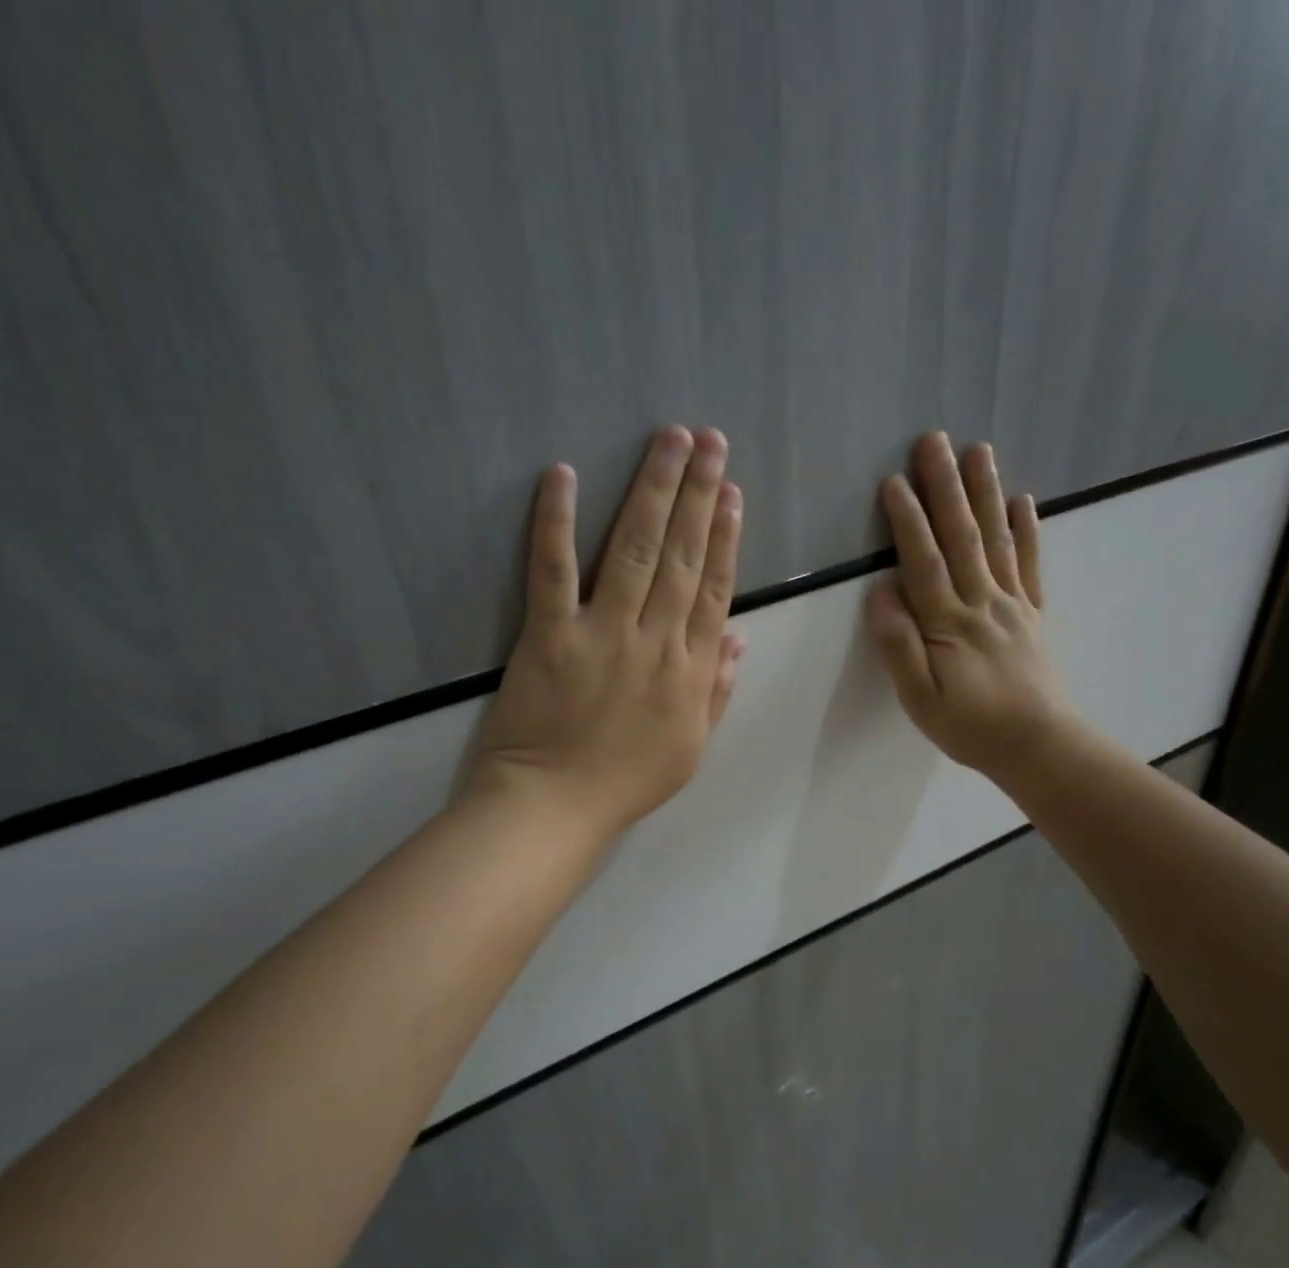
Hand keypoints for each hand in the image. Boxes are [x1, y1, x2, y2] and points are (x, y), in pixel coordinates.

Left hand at [468, 425, 745, 844]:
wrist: (556, 807)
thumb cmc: (626, 782)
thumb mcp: (692, 746)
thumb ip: (717, 688)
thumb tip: (740, 636)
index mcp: (690, 668)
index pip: (714, 588)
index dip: (726, 536)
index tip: (732, 492)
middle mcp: (654, 638)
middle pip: (681, 555)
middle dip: (698, 492)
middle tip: (710, 439)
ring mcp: (601, 632)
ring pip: (633, 549)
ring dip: (653, 490)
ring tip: (670, 439)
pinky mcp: (549, 633)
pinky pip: (554, 569)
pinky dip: (555, 520)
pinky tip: (562, 474)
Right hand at [865, 432, 1074, 778]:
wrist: (1039, 746)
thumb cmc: (970, 727)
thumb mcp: (920, 699)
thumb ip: (900, 646)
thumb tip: (881, 593)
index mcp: (949, 623)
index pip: (924, 562)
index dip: (908, 521)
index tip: (895, 481)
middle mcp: (982, 602)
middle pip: (961, 537)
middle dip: (945, 487)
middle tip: (934, 441)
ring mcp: (1012, 604)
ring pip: (996, 540)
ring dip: (985, 494)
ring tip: (979, 450)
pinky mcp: (1033, 614)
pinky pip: (1031, 566)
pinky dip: (1028, 531)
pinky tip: (1023, 501)